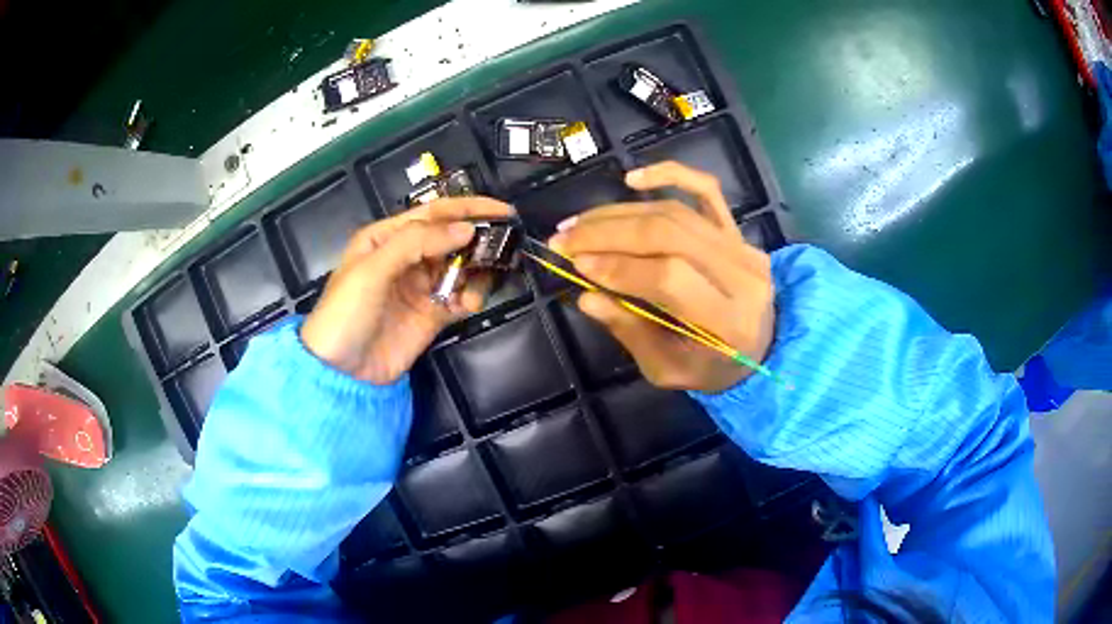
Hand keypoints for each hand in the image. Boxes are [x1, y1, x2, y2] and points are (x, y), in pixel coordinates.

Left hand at [301, 198, 513, 383]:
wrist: (341, 371)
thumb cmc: (346, 312)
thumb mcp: (373, 269)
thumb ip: (416, 242)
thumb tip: (466, 229)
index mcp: (387, 238)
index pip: (433, 214)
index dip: (467, 208)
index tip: (502, 210)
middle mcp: (406, 257)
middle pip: (451, 238)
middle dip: (478, 239)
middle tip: (505, 244)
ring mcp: (421, 287)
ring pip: (460, 268)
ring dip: (477, 272)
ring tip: (483, 281)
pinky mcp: (432, 315)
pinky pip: (460, 298)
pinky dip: (471, 298)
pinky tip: (469, 304)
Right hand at [549, 162, 773, 392]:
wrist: (762, 346)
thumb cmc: (712, 366)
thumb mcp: (668, 369)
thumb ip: (631, 332)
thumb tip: (586, 295)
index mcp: (730, 321)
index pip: (670, 278)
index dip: (619, 267)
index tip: (576, 264)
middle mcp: (742, 274)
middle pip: (670, 234)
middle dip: (609, 233)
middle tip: (564, 239)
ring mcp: (743, 245)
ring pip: (676, 212)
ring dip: (619, 213)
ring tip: (579, 224)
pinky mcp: (737, 228)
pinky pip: (705, 189)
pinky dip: (669, 174)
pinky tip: (631, 180)